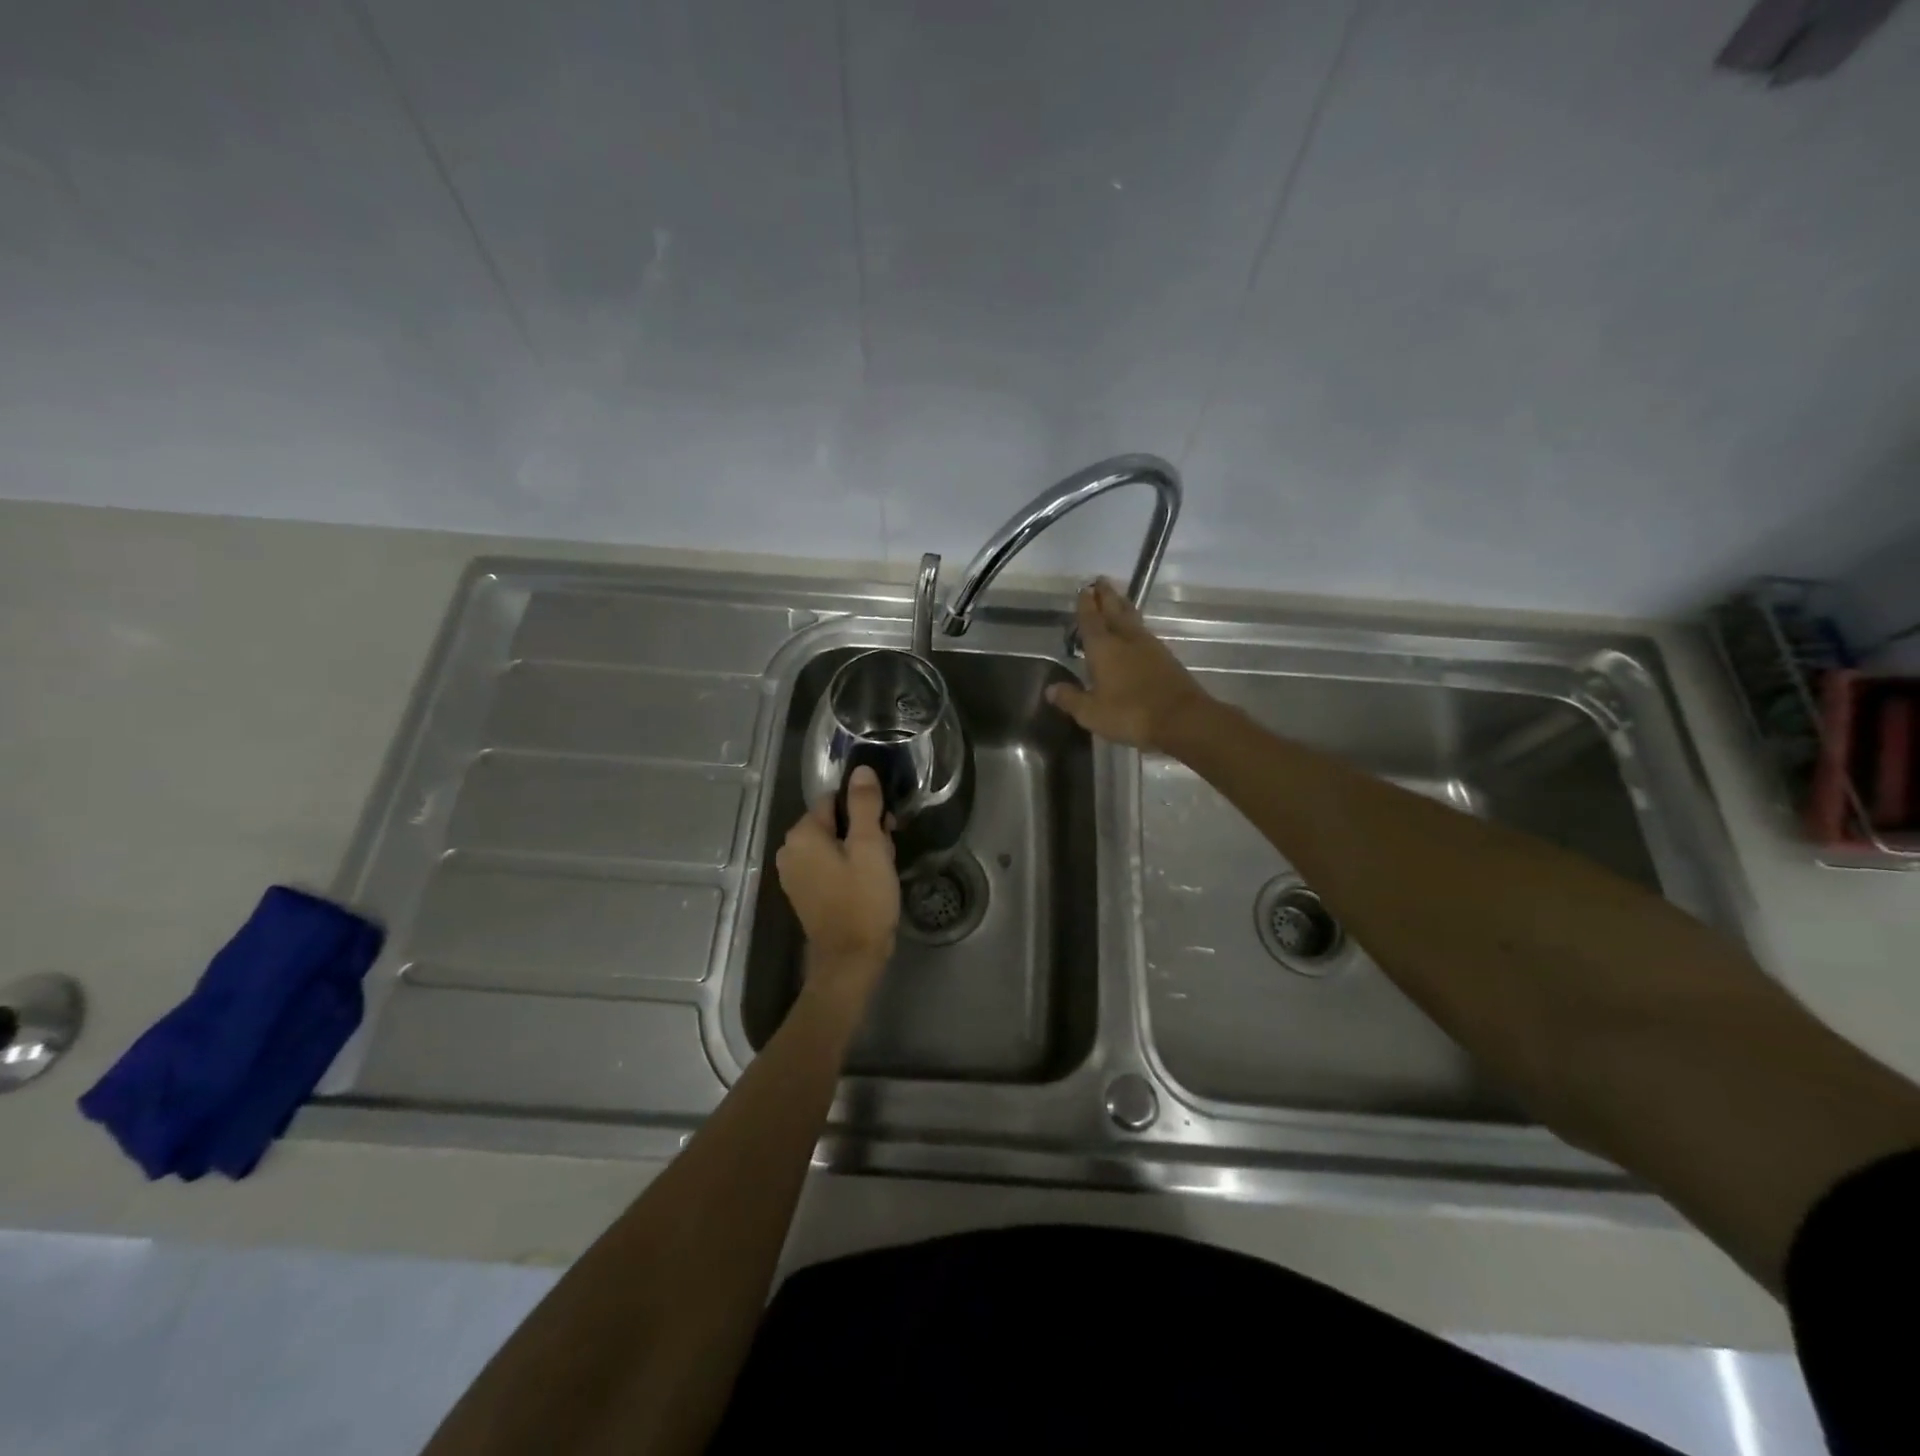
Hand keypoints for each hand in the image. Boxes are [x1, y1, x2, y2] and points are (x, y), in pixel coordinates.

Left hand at [775, 765, 899, 990]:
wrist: (850, 960)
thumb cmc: (863, 900)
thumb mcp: (870, 847)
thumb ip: (865, 805)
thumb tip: (861, 770)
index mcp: (802, 834)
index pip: (834, 800)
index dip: (864, 809)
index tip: (886, 828)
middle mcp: (790, 850)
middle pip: (833, 822)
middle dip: (863, 831)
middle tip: (885, 853)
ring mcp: (794, 874)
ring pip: (833, 844)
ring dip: (859, 850)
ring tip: (879, 871)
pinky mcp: (804, 892)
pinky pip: (828, 865)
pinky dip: (848, 868)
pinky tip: (867, 884)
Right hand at [1045, 578, 1211, 750]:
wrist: (1181, 718)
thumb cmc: (1130, 714)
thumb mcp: (1091, 712)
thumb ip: (1070, 698)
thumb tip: (1050, 689)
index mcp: (1103, 648)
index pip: (1091, 621)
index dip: (1086, 605)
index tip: (1084, 589)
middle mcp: (1126, 640)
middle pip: (1114, 611)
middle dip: (1106, 596)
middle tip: (1101, 580)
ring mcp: (1149, 646)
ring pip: (1132, 618)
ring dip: (1123, 605)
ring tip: (1118, 598)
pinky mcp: (1166, 657)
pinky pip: (1145, 632)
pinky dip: (1136, 625)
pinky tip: (1136, 630)